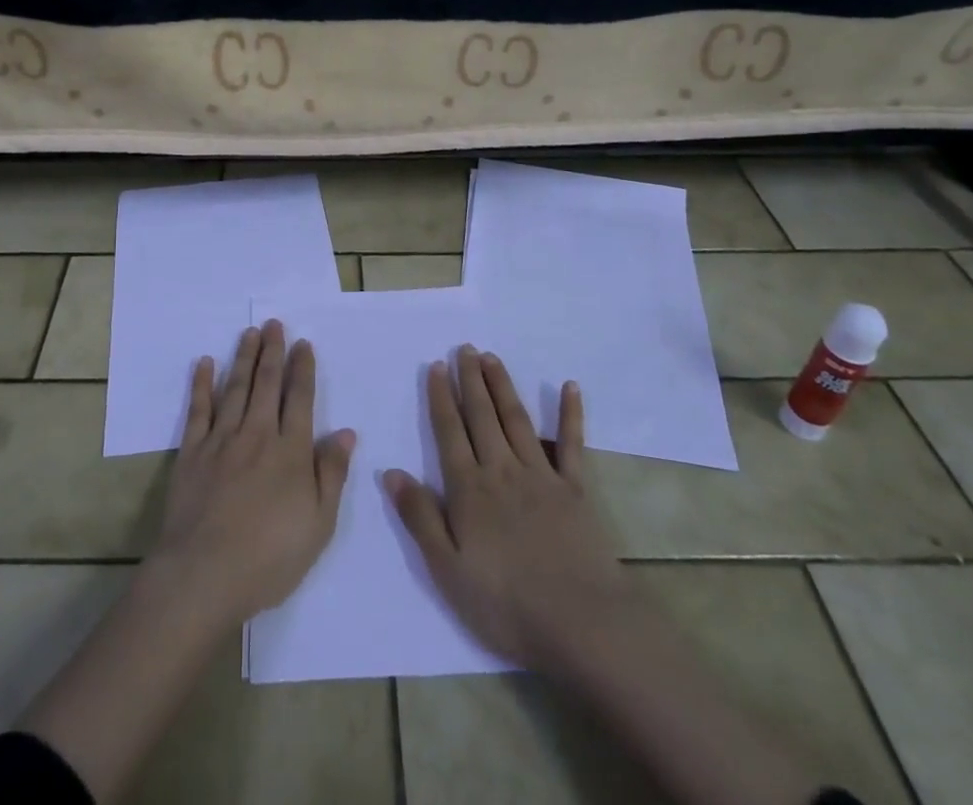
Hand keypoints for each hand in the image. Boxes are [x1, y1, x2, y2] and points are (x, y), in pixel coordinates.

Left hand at [148, 319, 355, 625]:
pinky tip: (204, 363)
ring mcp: (221, 440)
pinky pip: (198, 409)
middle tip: (274, 323)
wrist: (205, 574)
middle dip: (272, 351)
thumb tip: (345, 432)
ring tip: (249, 333)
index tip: (303, 343)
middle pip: (266, 384)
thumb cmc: (270, 557)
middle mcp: (257, 434)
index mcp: (291, 451)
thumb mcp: (319, 524)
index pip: (299, 399)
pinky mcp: (192, 452)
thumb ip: (332, 474)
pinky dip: (202, 384)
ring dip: (243, 358)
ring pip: (235, 388)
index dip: (302, 369)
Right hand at [383, 346, 626, 672]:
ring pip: (517, 420)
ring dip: (503, 386)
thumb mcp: (447, 569)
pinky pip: (572, 444)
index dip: (441, 397)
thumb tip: (390, 471)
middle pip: (482, 416)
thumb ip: (419, 517)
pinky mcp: (576, 489)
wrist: (582, 624)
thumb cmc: (506, 603)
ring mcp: (541, 476)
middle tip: (464, 347)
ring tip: (492, 357)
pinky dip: (570, 414)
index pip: (449, 432)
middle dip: (470, 380)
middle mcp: (502, 470)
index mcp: (469, 489)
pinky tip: (570, 387)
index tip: (436, 366)